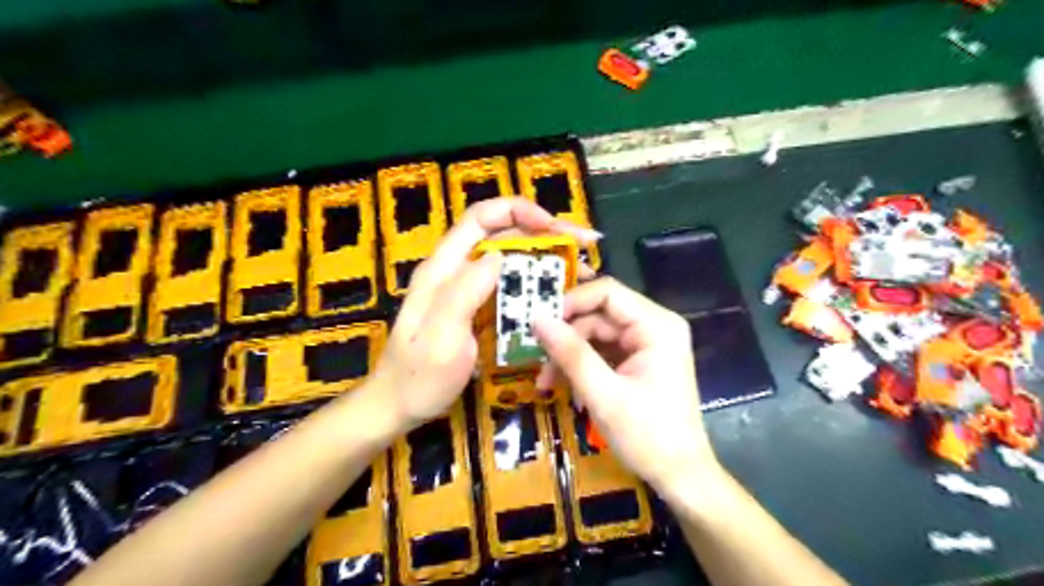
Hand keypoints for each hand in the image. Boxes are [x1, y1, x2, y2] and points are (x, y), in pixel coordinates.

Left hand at [368, 199, 598, 432]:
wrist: (399, 405)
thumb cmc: (418, 377)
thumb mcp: (441, 338)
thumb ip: (465, 292)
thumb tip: (500, 254)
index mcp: (443, 268)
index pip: (480, 219)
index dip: (518, 211)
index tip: (555, 225)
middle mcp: (456, 270)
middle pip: (503, 235)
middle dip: (546, 233)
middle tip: (586, 246)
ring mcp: (467, 289)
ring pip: (511, 259)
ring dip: (547, 258)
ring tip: (582, 270)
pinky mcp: (477, 307)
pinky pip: (511, 285)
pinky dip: (538, 283)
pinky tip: (560, 293)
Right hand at [532, 277, 722, 496]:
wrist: (681, 476)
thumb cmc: (648, 437)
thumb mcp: (604, 395)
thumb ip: (571, 353)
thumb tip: (536, 318)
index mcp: (657, 326)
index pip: (608, 293)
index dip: (571, 301)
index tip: (539, 323)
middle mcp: (654, 326)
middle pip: (599, 314)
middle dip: (566, 336)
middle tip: (537, 359)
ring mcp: (647, 344)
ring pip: (596, 334)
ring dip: (569, 355)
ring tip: (546, 383)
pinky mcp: (639, 360)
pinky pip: (603, 351)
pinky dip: (582, 366)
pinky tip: (566, 387)